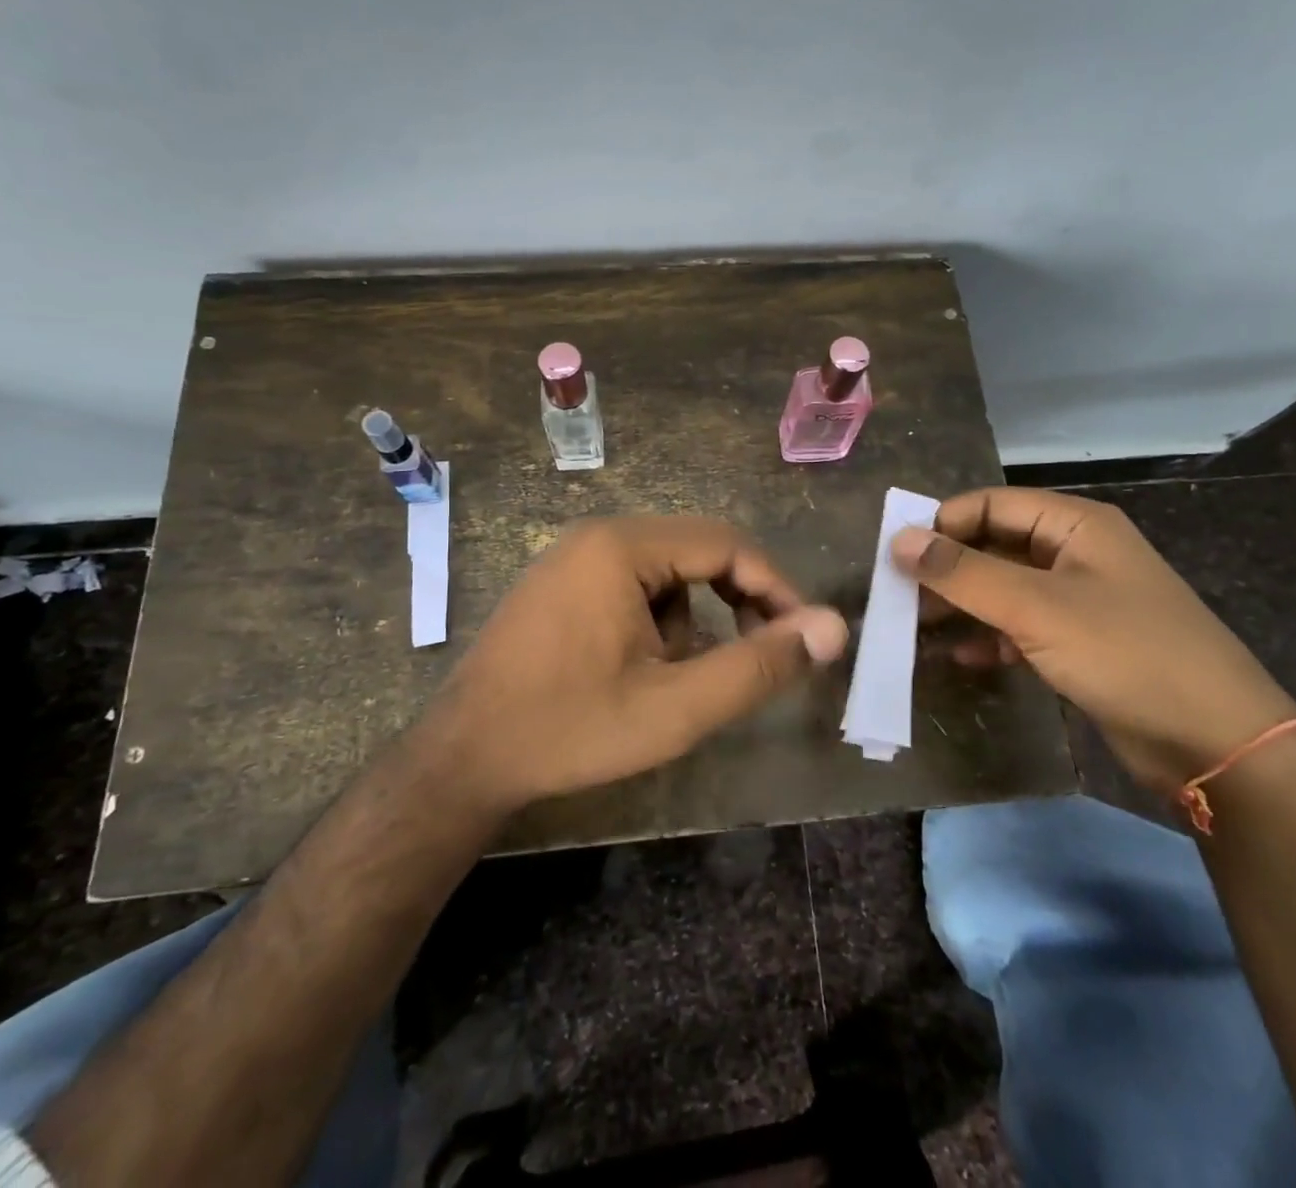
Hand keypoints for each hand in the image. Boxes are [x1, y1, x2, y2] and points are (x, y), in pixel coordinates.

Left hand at [423, 516, 848, 811]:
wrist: (463, 760)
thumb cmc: (572, 730)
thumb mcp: (678, 707)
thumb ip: (759, 666)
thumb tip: (833, 628)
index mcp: (623, 546)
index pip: (728, 545)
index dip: (776, 588)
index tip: (805, 637)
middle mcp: (598, 535)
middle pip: (697, 552)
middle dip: (737, 603)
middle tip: (761, 656)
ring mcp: (572, 557)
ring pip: (667, 573)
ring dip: (693, 619)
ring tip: (679, 679)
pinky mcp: (560, 583)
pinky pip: (633, 585)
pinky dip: (656, 622)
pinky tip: (639, 670)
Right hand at [892, 487, 1295, 795]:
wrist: (1217, 742)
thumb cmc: (1125, 653)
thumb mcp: (1035, 607)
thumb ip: (963, 572)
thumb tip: (898, 540)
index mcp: (1075, 524)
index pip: (989, 504)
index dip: (941, 524)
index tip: (895, 556)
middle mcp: (1076, 552)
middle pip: (994, 545)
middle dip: (947, 568)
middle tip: (898, 596)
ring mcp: (1080, 599)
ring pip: (1004, 588)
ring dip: (963, 604)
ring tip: (916, 628)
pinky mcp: (1082, 642)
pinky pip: (1022, 625)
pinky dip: (991, 636)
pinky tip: (962, 657)